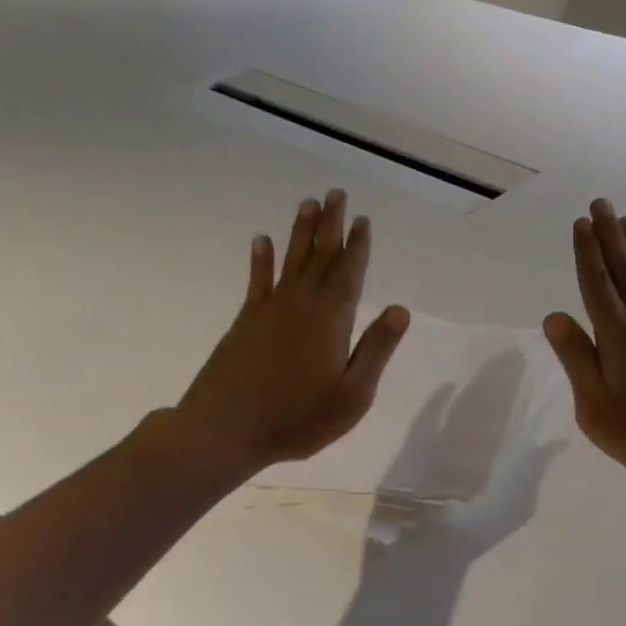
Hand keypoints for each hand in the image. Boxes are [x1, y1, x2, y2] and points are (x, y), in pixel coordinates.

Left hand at [171, 190, 408, 480]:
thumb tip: (400, 309)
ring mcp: (270, 310)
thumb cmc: (298, 418)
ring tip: (308, 203)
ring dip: (300, 232)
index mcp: (331, 320)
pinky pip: (257, 281)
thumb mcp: (352, 395)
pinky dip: (261, 260)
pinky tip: (261, 240)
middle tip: (336, 194)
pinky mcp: (246, 322)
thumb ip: (376, 349)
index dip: (358, 246)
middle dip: (331, 225)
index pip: (350, 273)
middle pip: (320, 256)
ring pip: (291, 260)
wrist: (225, 432)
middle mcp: (301, 305)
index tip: (363, 220)